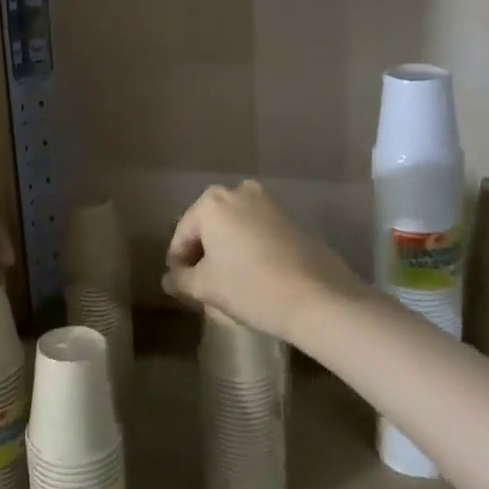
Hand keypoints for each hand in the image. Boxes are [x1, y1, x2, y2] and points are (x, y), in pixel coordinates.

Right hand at [162, 180, 364, 340]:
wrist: (319, 298)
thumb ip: (180, 279)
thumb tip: (170, 277)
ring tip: (230, 283)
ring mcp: (268, 202)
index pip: (182, 236)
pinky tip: (255, 276)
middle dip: (203, 254)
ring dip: (227, 251)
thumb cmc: (250, 287)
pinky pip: (257, 231)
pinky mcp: (291, 217)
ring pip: (234, 228)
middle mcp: (238, 191)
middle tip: (204, 286)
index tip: (182, 288)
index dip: (178, 264)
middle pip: (208, 227)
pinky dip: (250, 249)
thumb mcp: (205, 287)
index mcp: (211, 202)